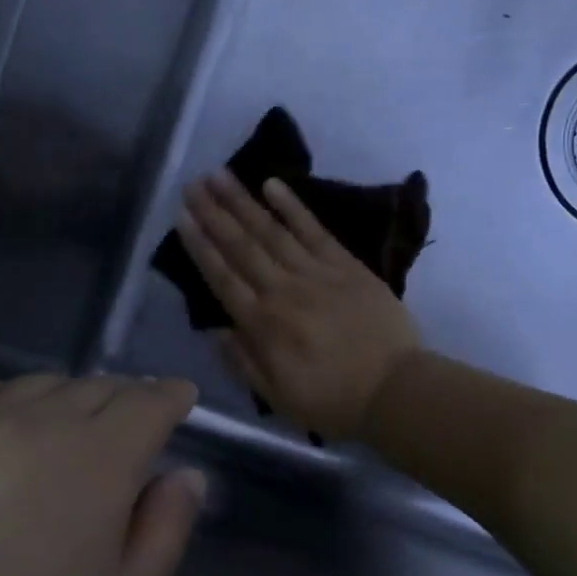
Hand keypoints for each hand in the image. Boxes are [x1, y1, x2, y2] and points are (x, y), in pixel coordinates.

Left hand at [0, 375, 205, 575]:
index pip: (147, 402)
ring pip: (33, 386)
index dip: (169, 396)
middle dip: (122, 399)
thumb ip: (167, 528)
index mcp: (96, 459)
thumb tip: (184, 474)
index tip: (178, 399)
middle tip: (128, 423)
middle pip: (93, 387)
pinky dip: (2, 403)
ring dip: (64, 399)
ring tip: (65, 428)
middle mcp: (33, 423)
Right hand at [178, 170, 422, 440]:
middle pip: (242, 246)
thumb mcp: (278, 397)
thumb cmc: (334, 400)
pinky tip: (273, 184)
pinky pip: (314, 229)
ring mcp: (316, 273)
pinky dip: (293, 206)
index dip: (200, 246)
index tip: (181, 217)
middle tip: (192, 184)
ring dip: (243, 201)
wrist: (395, 389)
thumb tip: (215, 331)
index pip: (222, 277)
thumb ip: (243, 363)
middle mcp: (283, 291)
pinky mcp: (346, 264)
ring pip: (271, 231)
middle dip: (213, 213)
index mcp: (263, 325)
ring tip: (220, 175)